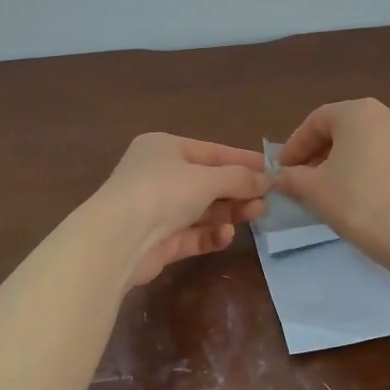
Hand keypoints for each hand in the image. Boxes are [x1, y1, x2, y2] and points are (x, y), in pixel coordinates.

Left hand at [91, 133, 270, 287]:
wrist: (118, 240)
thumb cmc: (162, 192)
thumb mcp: (206, 179)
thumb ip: (239, 179)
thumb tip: (268, 179)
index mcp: (164, 148)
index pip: (211, 151)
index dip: (242, 161)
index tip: (271, 170)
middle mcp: (158, 175)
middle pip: (207, 182)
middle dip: (237, 191)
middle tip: (266, 200)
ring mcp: (156, 209)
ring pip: (201, 209)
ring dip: (228, 212)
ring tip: (255, 215)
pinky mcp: (158, 241)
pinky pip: (191, 234)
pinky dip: (210, 234)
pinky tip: (226, 235)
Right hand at [274, 99, 389, 261]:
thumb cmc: (360, 201)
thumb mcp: (314, 191)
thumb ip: (292, 178)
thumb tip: (281, 177)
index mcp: (359, 111)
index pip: (316, 121)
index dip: (294, 146)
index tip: (282, 170)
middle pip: (344, 130)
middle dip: (320, 154)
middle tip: (304, 181)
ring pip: (368, 144)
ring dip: (345, 163)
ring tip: (332, 191)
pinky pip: (389, 159)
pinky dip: (370, 171)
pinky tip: (363, 198)